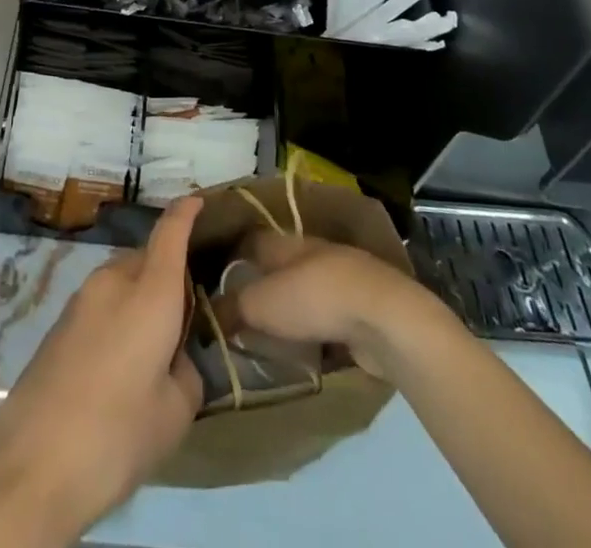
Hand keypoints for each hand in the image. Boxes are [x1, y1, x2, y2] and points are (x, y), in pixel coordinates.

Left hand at [0, 197, 203, 547]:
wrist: (31, 466)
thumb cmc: (115, 435)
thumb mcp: (174, 414)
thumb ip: (186, 373)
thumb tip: (174, 358)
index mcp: (149, 293)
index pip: (170, 233)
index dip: (186, 212)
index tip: (198, 201)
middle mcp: (113, 282)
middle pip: (147, 258)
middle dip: (167, 274)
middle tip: (184, 317)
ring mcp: (80, 300)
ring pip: (121, 281)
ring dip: (140, 297)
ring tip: (151, 348)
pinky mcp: (58, 324)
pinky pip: (100, 305)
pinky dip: (117, 317)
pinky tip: (118, 366)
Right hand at [218, 230, 437, 379]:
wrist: (383, 317)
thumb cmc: (313, 298)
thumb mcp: (261, 304)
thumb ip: (233, 307)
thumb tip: (206, 313)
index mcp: (284, 242)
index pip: (250, 241)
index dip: (231, 256)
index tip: (213, 277)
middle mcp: (311, 253)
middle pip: (278, 265)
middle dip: (261, 284)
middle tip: (238, 312)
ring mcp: (340, 279)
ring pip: (304, 291)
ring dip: (290, 308)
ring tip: (268, 335)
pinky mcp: (361, 309)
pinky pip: (327, 316)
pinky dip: (315, 329)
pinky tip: (305, 349)